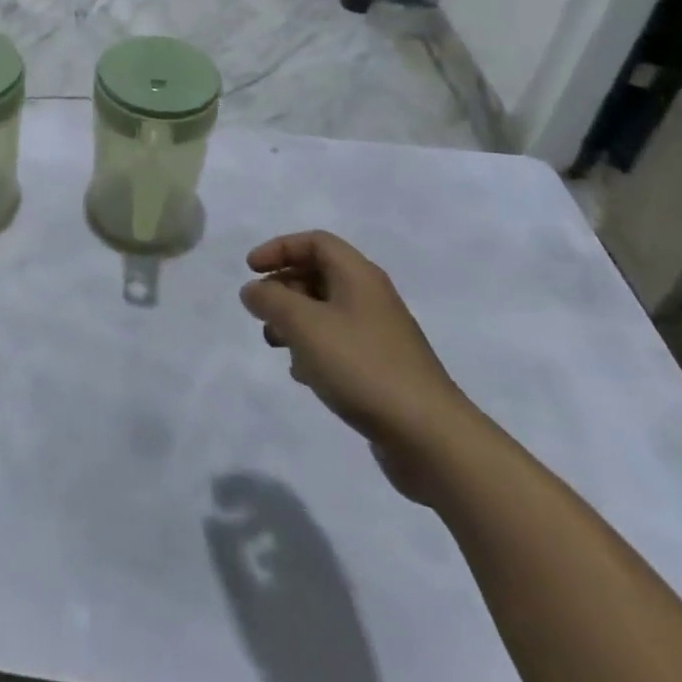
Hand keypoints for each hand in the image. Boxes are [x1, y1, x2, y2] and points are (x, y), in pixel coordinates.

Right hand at [241, 231, 479, 502]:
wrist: (431, 438)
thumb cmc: (362, 366)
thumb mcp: (304, 325)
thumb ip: (271, 300)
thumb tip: (253, 290)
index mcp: (359, 276)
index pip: (315, 242)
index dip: (279, 248)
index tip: (251, 270)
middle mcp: (371, 298)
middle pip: (319, 275)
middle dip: (284, 288)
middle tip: (261, 310)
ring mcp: (380, 336)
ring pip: (326, 312)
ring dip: (295, 321)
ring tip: (275, 344)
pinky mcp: (383, 370)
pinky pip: (339, 345)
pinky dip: (313, 350)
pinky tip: (303, 375)